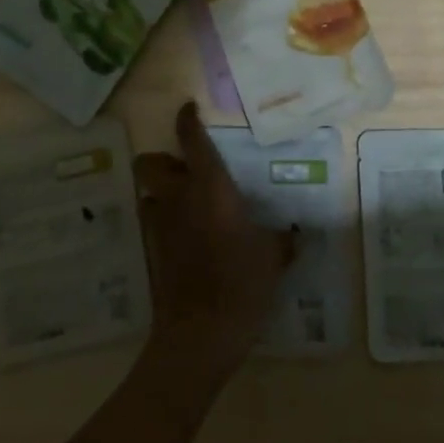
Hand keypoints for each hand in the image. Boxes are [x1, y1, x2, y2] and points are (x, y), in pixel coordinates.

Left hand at [134, 102, 295, 376]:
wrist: (201, 333)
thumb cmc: (242, 282)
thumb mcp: (273, 257)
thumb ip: (282, 238)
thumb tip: (296, 233)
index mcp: (210, 186)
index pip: (192, 139)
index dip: (187, 119)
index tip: (189, 109)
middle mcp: (178, 197)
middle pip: (150, 162)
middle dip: (162, 159)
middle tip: (185, 169)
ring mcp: (160, 224)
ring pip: (148, 192)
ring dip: (161, 191)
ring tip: (185, 203)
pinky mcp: (151, 251)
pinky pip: (152, 221)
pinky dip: (162, 219)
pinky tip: (183, 235)